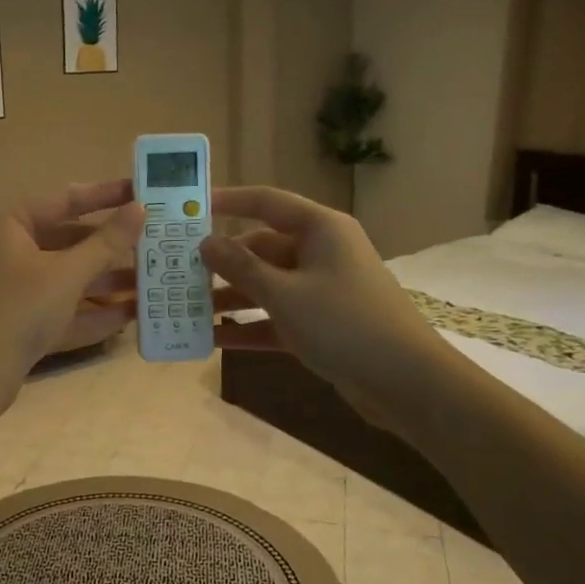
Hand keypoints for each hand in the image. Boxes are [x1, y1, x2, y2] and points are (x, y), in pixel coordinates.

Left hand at [0, 180, 143, 413]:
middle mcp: (8, 251)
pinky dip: (92, 310)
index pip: (65, 200)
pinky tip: (132, 314)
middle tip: (154, 240)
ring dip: (106, 280)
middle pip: (68, 240)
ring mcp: (13, 289)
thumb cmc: (17, 310)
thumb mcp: (66, 273)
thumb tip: (139, 208)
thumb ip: (106, 242)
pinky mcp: (20, 323)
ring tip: (152, 279)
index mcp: (9, 225)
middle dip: (111, 246)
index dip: (105, 196)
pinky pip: (62, 308)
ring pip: (67, 277)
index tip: (142, 191)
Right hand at [200, 186, 442, 407]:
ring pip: (266, 285)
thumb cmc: (344, 323)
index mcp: (320, 229)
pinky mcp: (320, 324)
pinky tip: (212, 339)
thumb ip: (241, 267)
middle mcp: (320, 252)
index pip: (267, 202)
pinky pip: (275, 317)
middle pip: (261, 247)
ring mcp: (320, 290)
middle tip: (178, 270)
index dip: (228, 200)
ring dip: (230, 297)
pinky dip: (248, 326)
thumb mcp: (284, 294)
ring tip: (187, 307)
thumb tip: (205, 243)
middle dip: (222, 262)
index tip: (190, 206)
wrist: (406, 382)